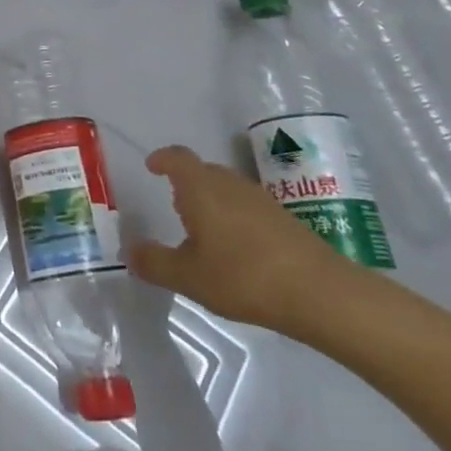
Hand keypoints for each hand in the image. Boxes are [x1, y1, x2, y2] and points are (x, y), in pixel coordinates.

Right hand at [128, 145, 357, 331]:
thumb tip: (130, 251)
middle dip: (186, 184)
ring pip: (227, 188)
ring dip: (212, 201)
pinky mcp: (284, 218)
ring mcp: (260, 198)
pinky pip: (247, 206)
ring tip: (204, 231)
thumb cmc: (243, 276)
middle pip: (202, 171)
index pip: (177, 157)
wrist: (320, 292)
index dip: (162, 159)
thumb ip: (155, 263)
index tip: (152, 166)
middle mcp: (229, 183)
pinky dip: (235, 217)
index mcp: (200, 187)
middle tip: (175, 206)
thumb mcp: (189, 277)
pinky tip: (238, 249)